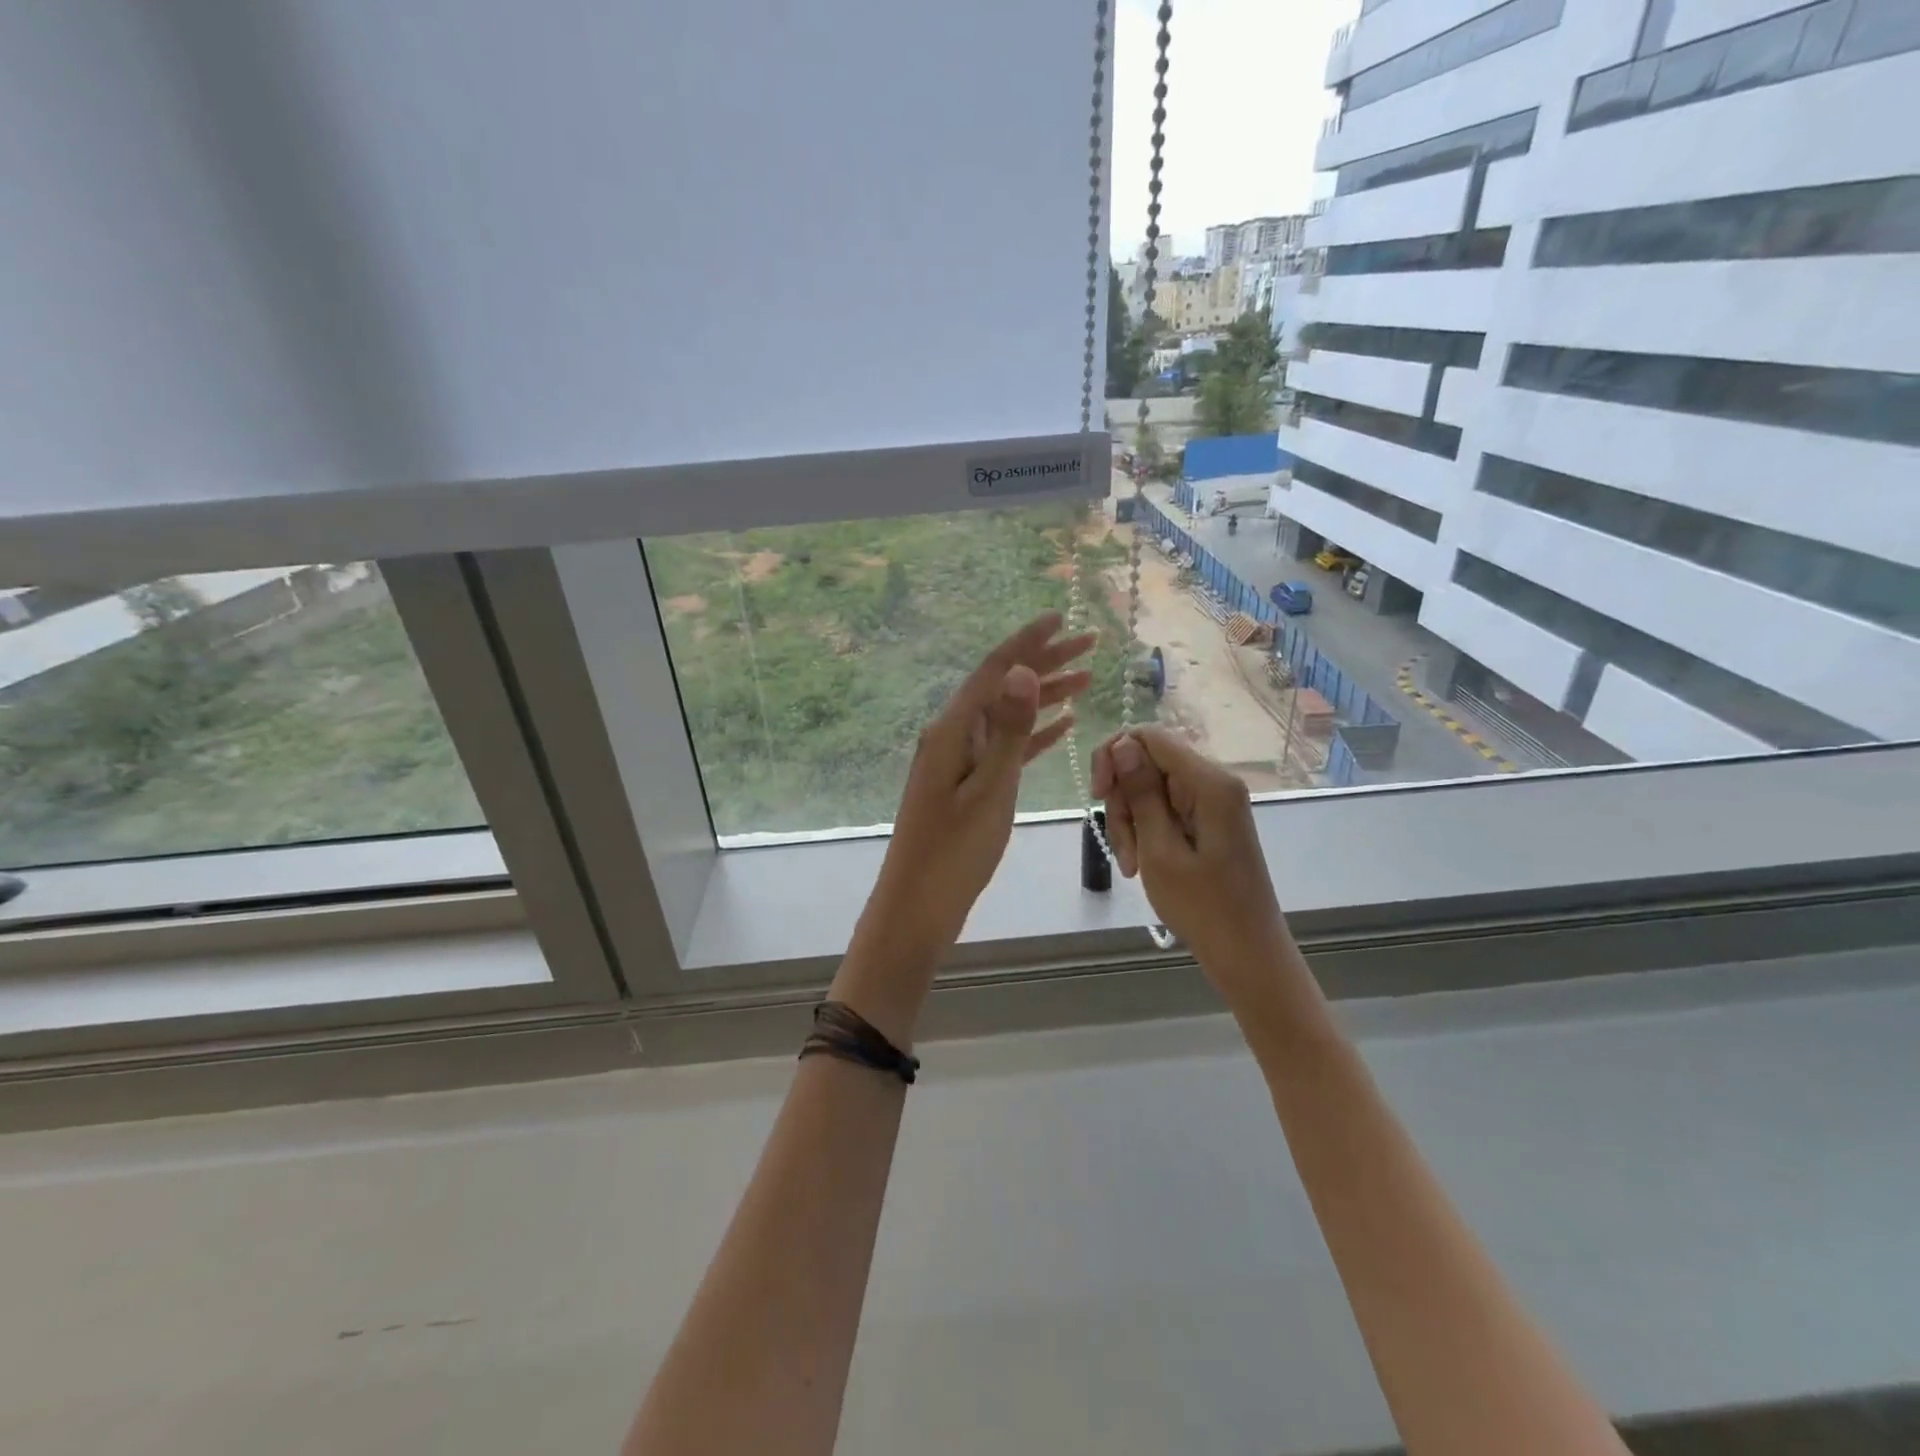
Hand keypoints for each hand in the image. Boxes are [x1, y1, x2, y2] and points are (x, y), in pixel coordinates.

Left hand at [856, 612, 1095, 967]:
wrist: (918, 904)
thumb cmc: (953, 852)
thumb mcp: (988, 790)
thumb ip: (1008, 731)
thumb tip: (1021, 670)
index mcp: (952, 731)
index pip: (994, 672)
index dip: (1028, 642)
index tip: (1060, 618)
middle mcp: (953, 735)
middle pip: (1003, 687)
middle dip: (1044, 662)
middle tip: (1090, 643)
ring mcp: (959, 759)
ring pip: (1007, 715)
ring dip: (1044, 695)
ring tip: (1086, 678)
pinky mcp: (968, 782)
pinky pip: (1005, 746)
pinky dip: (1033, 733)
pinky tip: (1060, 725)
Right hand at [1092, 726, 1287, 984]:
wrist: (1247, 954)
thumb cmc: (1204, 907)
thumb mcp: (1160, 850)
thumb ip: (1141, 793)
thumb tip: (1122, 744)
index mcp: (1209, 783)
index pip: (1150, 737)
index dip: (1114, 755)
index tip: (1097, 795)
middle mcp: (1214, 782)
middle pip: (1147, 762)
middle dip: (1123, 799)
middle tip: (1121, 846)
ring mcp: (1212, 802)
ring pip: (1151, 788)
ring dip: (1131, 821)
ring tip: (1131, 865)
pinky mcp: (1208, 821)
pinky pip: (1165, 809)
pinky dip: (1146, 831)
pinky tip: (1142, 863)